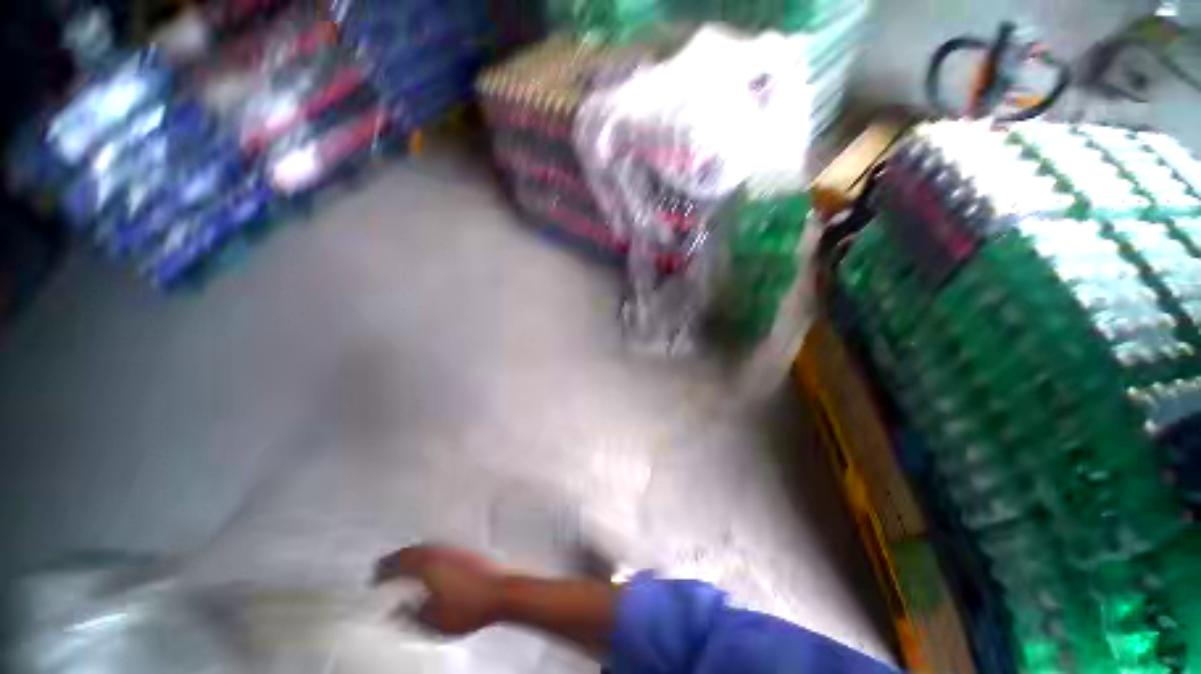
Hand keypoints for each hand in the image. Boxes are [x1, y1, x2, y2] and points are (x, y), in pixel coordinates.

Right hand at [373, 544, 505, 635]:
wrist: (503, 591)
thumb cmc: (469, 606)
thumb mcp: (432, 621)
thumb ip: (411, 615)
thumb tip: (398, 609)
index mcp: (427, 564)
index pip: (398, 562)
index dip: (383, 570)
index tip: (373, 576)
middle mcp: (441, 549)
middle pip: (413, 551)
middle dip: (396, 560)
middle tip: (385, 570)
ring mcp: (457, 547)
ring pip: (428, 547)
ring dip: (413, 556)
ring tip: (404, 568)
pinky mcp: (469, 550)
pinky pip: (442, 548)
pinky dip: (430, 555)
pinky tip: (431, 566)